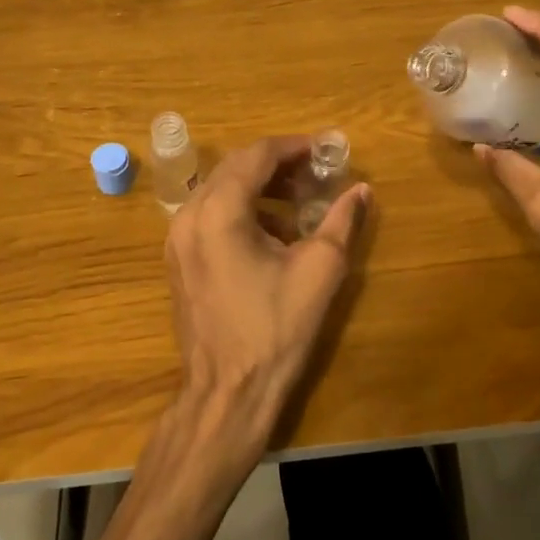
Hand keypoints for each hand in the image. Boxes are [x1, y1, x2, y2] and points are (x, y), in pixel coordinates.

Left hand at [164, 135, 370, 462]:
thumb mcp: (320, 270)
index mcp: (220, 211)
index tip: (325, 150)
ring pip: (220, 189)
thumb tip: (361, 190)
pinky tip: (272, 231)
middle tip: (315, 173)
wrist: (227, 392)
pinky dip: (241, 209)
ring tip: (299, 200)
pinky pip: (209, 214)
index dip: (294, 147)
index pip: (257, 156)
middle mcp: (189, 215)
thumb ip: (341, 220)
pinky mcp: (178, 259)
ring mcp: (177, 238)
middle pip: (235, 167)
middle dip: (277, 164)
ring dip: (259, 186)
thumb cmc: (275, 329)